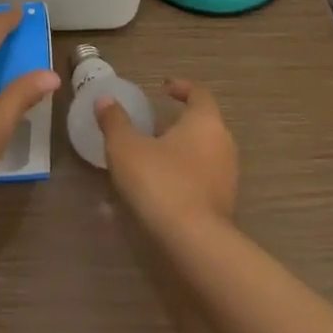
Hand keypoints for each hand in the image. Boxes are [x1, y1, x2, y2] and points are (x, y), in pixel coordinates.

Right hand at [97, 79, 237, 234]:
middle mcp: (223, 144)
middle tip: (150, 127)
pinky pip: (202, 180)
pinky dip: (183, 178)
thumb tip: (105, 99)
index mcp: (205, 121)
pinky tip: (159, 190)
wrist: (194, 244)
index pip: (199, 93)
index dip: (181, 88)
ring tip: (150, 159)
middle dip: (177, 124)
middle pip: (202, 124)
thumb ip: (115, 121)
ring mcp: (227, 177)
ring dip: (179, 152)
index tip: (162, 90)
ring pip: (202, 154)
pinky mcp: (224, 205)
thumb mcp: (126, 148)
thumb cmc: (161, 182)